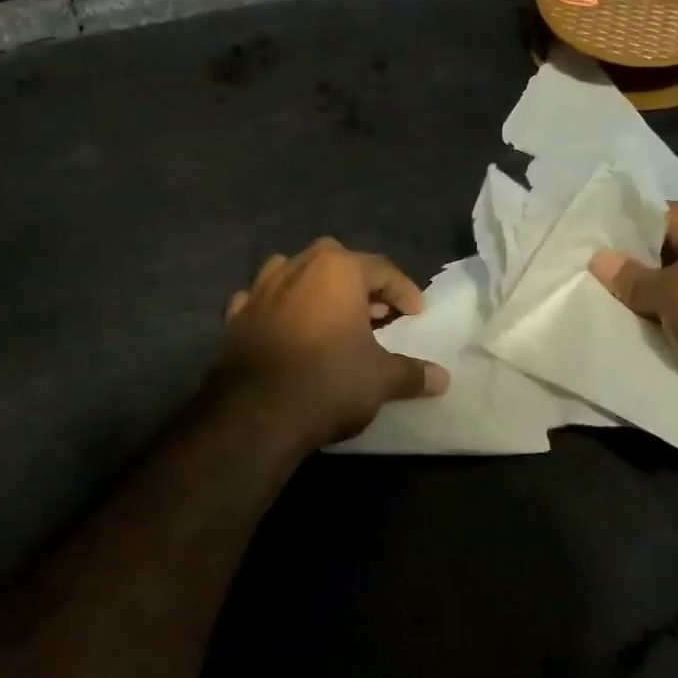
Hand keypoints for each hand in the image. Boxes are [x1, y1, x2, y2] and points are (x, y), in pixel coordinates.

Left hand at [214, 239, 449, 449]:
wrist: (256, 414)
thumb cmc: (330, 382)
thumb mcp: (382, 379)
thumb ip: (412, 373)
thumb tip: (443, 379)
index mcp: (337, 269)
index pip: (382, 269)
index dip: (404, 291)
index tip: (416, 314)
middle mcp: (296, 268)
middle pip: (336, 262)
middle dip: (360, 285)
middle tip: (377, 315)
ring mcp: (259, 290)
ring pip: (293, 274)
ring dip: (315, 290)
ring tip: (331, 317)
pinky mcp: (235, 318)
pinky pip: (261, 302)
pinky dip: (277, 310)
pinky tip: (285, 329)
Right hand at [590, 206, 677, 442]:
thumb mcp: (673, 290)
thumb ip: (633, 277)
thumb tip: (600, 259)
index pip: (659, 217)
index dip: (622, 231)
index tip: (584, 247)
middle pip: (665, 258)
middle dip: (628, 274)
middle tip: (581, 284)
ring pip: (674, 297)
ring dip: (644, 309)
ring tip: (597, 313)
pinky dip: (665, 335)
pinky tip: (630, 342)